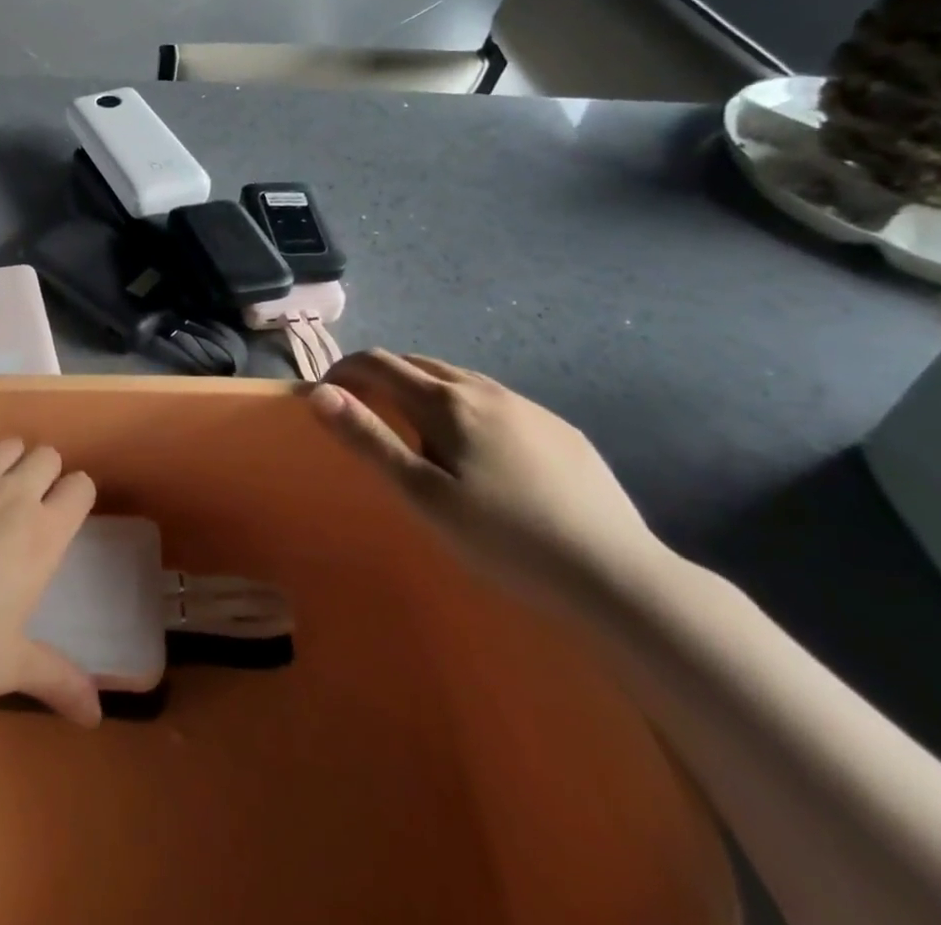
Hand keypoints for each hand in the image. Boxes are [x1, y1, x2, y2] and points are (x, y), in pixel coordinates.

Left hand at [0, 440, 100, 727]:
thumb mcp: (7, 669)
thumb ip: (59, 680)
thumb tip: (98, 714)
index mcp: (40, 535)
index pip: (80, 487)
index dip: (75, 496)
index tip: (62, 516)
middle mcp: (10, 494)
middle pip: (45, 455)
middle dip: (42, 473)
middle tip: (24, 506)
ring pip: (4, 447)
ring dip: (4, 465)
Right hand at [308, 351, 665, 610]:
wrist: (620, 578)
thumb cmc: (506, 540)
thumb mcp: (424, 496)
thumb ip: (368, 440)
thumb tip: (320, 393)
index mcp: (446, 402)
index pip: (377, 362)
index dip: (342, 371)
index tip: (325, 398)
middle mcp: (484, 389)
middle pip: (417, 363)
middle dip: (380, 378)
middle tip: (367, 416)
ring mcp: (528, 406)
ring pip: (459, 379)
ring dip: (423, 390)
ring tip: (418, 432)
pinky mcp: (560, 429)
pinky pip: (496, 401)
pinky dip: (466, 408)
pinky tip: (481, 451)